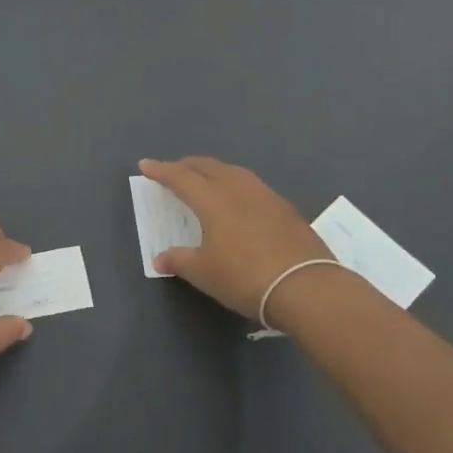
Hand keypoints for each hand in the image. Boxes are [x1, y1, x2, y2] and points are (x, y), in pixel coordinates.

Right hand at [141, 157, 333, 321]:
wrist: (306, 287)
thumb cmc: (245, 277)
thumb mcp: (204, 273)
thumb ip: (179, 261)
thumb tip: (160, 259)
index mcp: (212, 199)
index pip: (180, 177)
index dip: (161, 171)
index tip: (145, 165)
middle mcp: (237, 188)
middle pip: (207, 167)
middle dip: (187, 165)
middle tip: (173, 170)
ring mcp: (265, 195)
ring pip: (232, 172)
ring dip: (213, 171)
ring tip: (205, 180)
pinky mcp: (285, 208)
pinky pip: (251, 185)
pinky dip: (235, 185)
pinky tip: (238, 200)